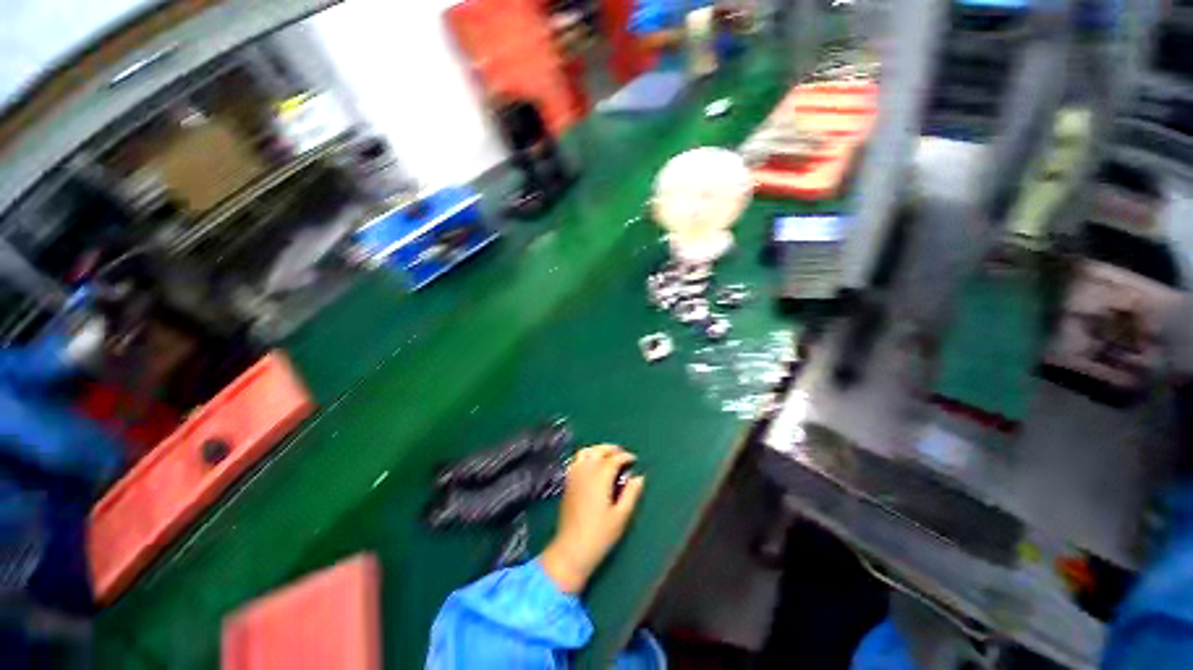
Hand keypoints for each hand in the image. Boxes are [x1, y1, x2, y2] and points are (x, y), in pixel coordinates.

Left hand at [540, 445, 645, 592]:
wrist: (571, 549)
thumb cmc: (600, 535)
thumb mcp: (621, 516)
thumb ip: (631, 494)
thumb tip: (639, 477)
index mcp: (600, 477)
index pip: (614, 459)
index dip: (625, 456)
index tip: (634, 460)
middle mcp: (586, 471)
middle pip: (599, 450)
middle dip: (612, 449)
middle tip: (622, 454)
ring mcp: (574, 475)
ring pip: (586, 452)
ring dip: (598, 450)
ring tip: (608, 456)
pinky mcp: (567, 482)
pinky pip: (576, 460)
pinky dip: (586, 456)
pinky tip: (592, 464)